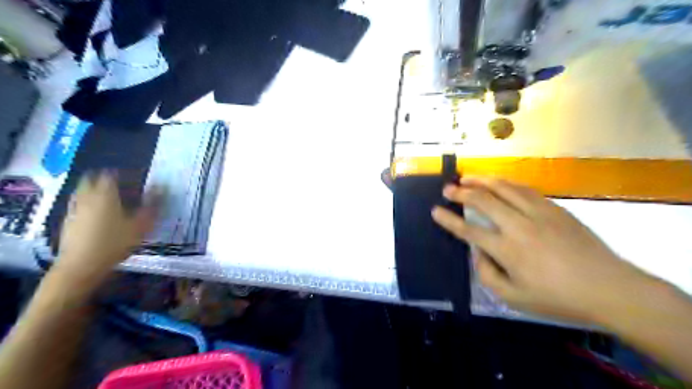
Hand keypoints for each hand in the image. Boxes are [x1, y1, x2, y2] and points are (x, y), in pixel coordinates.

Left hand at [56, 174, 158, 284]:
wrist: (81, 266)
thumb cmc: (115, 243)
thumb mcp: (141, 225)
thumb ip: (153, 205)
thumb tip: (163, 187)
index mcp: (105, 194)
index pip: (112, 174)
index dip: (125, 173)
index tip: (136, 177)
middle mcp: (87, 197)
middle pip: (92, 179)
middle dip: (106, 178)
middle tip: (123, 185)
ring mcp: (74, 209)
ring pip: (83, 191)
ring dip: (95, 189)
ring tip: (110, 198)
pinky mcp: (68, 221)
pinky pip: (78, 204)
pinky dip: (88, 203)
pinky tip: (98, 215)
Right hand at [431, 178, 652, 323]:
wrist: (610, 288)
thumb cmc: (558, 297)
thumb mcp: (514, 298)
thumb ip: (487, 275)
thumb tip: (477, 253)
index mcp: (507, 249)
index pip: (469, 230)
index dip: (449, 219)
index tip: (435, 211)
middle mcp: (519, 225)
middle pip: (483, 200)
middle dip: (461, 192)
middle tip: (447, 188)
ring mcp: (538, 212)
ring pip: (504, 187)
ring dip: (482, 180)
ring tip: (467, 177)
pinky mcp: (554, 208)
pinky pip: (524, 189)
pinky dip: (506, 183)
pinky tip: (498, 182)